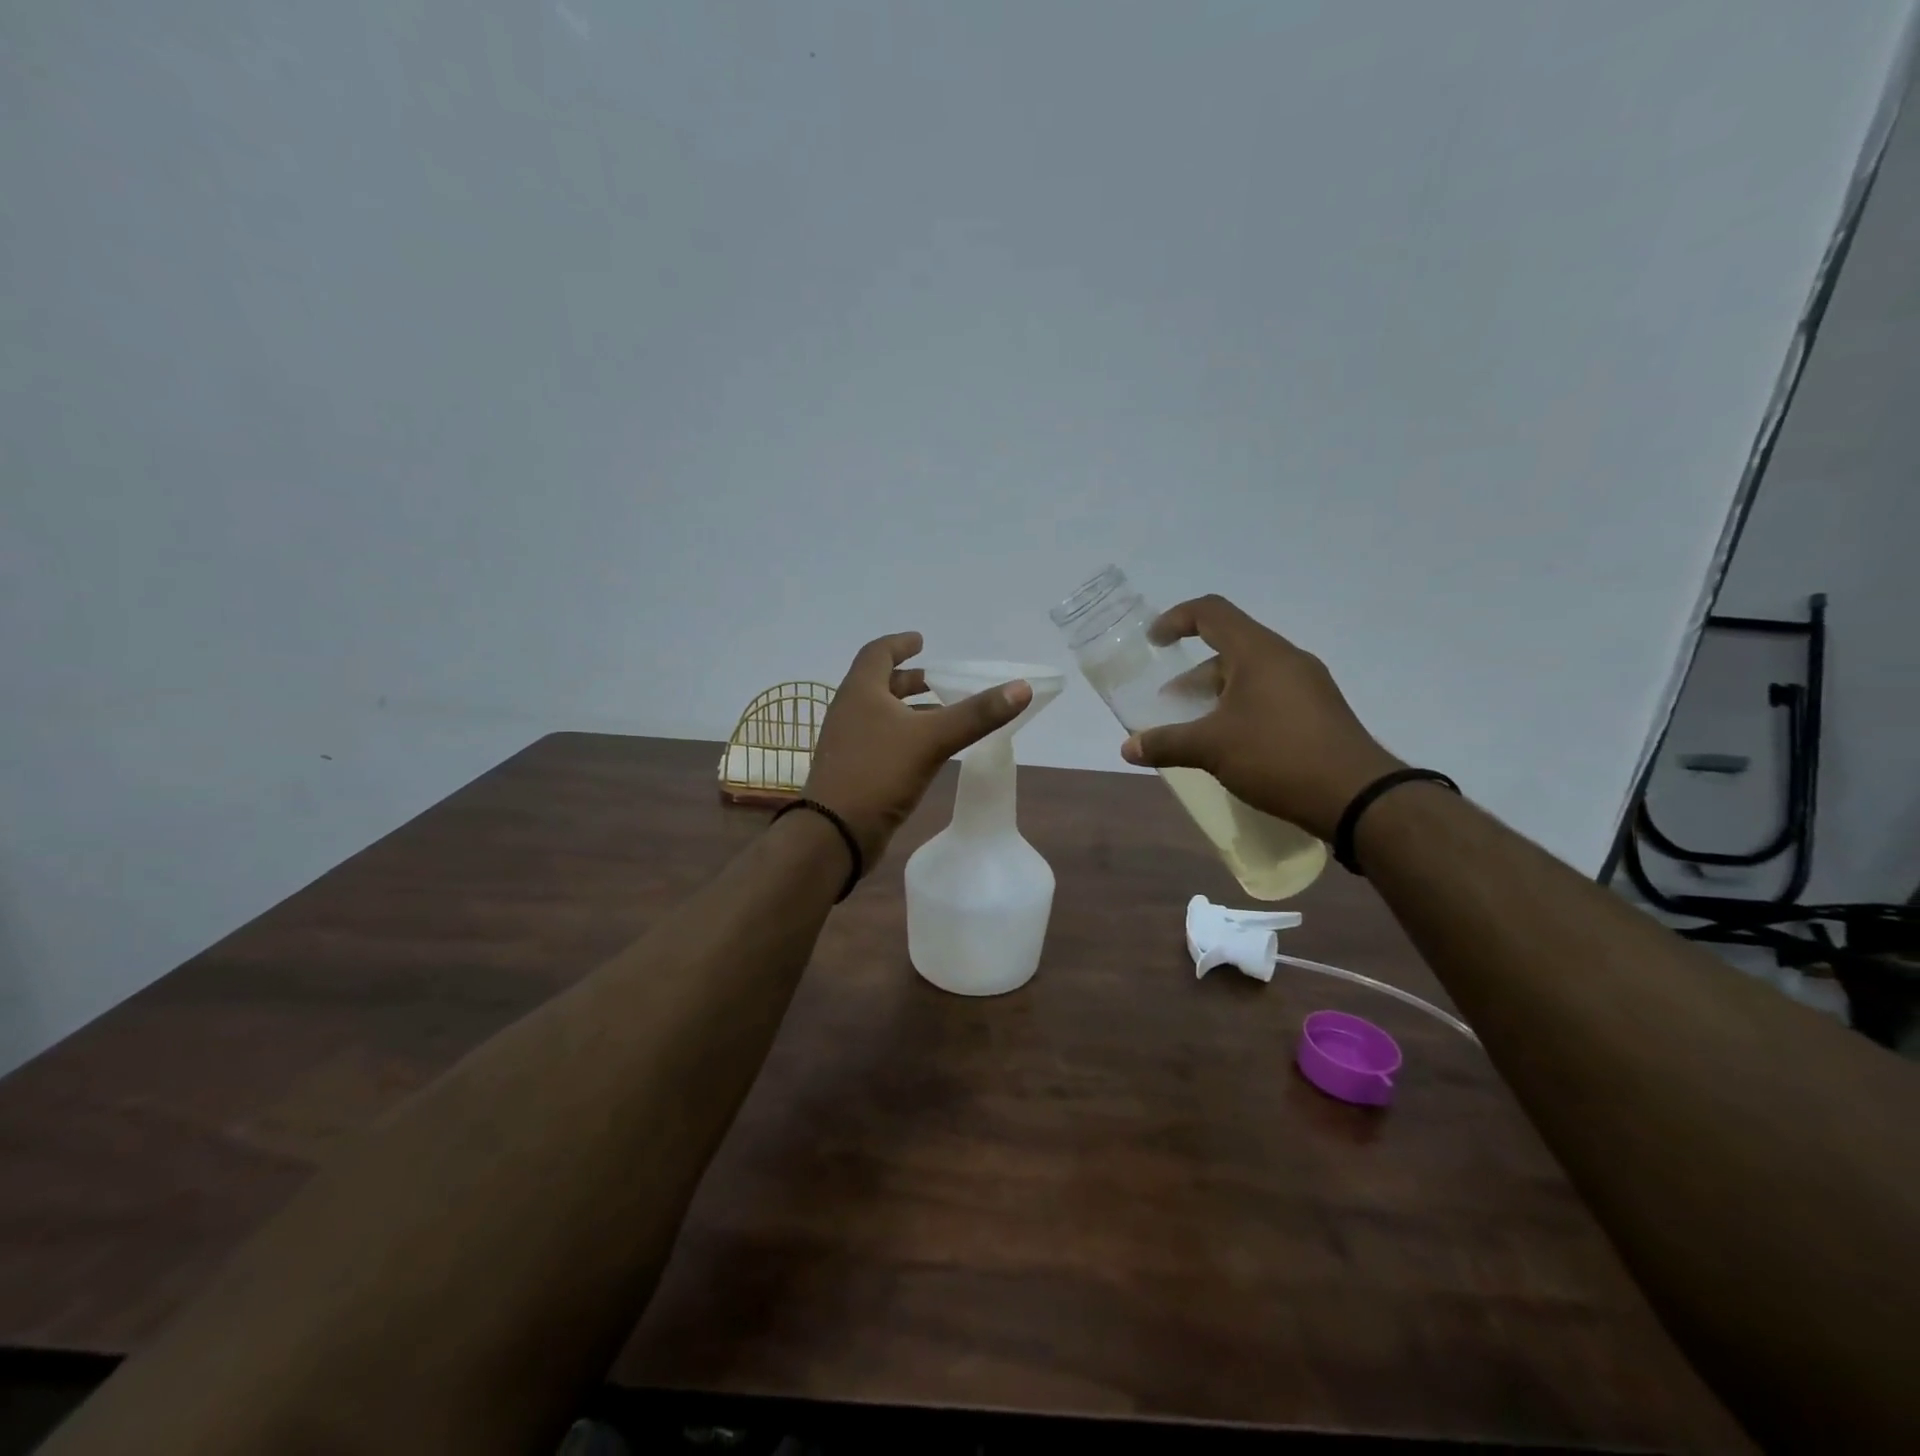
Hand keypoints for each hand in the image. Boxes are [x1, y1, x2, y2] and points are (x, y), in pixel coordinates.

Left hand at [806, 632, 1031, 863]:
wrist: (835, 832)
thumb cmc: (879, 773)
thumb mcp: (933, 739)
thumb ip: (976, 714)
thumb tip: (1021, 687)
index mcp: (861, 692)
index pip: (877, 653)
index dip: (900, 643)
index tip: (922, 640)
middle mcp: (850, 710)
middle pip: (879, 683)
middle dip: (909, 679)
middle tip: (938, 679)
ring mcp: (848, 742)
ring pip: (881, 714)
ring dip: (909, 708)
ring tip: (942, 712)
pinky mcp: (853, 769)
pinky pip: (881, 740)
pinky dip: (905, 734)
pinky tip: (928, 750)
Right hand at [1118, 595, 1402, 840]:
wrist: (1358, 797)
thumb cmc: (1278, 756)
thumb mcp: (1211, 749)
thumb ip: (1166, 743)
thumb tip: (1127, 748)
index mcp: (1258, 652)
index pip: (1211, 612)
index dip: (1176, 619)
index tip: (1153, 642)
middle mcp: (1285, 659)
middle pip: (1229, 649)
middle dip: (1192, 675)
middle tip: (1169, 706)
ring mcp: (1307, 685)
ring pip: (1249, 676)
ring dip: (1215, 696)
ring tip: (1195, 731)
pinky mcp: (1318, 712)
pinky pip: (1269, 696)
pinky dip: (1240, 710)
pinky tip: (1230, 746)